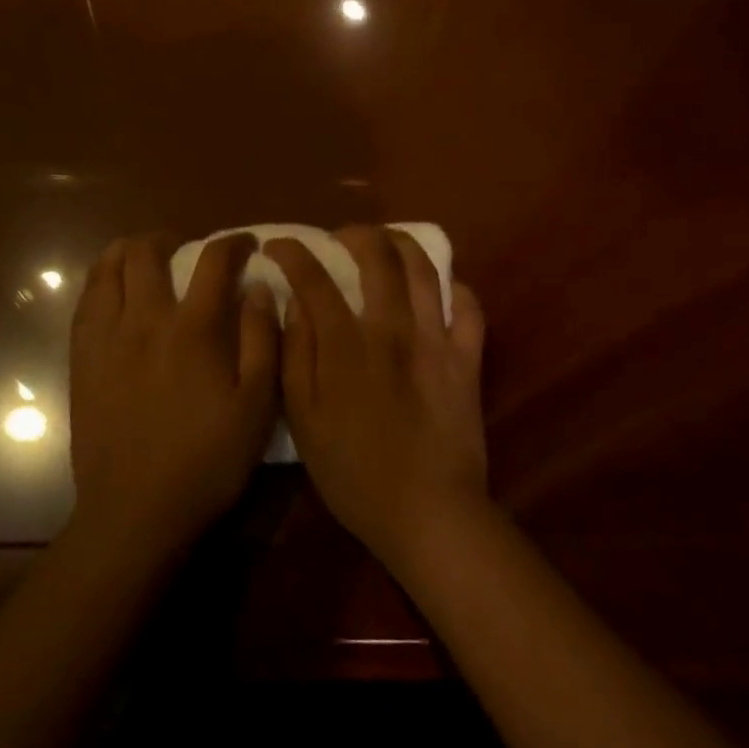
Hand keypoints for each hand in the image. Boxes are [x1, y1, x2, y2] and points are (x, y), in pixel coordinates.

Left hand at [68, 234, 279, 556]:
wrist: (135, 511)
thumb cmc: (207, 461)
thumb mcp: (257, 406)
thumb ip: (261, 339)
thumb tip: (258, 287)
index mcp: (193, 329)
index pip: (213, 261)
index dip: (232, 243)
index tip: (245, 244)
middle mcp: (145, 320)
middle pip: (147, 252)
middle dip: (169, 238)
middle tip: (184, 249)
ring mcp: (106, 338)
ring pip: (107, 269)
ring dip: (128, 251)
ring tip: (143, 259)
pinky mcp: (81, 360)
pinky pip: (84, 302)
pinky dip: (100, 281)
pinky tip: (112, 290)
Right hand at [263, 227, 487, 569]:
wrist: (427, 513)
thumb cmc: (353, 472)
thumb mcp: (303, 419)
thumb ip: (295, 354)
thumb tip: (292, 303)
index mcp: (345, 344)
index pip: (313, 277)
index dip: (292, 253)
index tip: (279, 248)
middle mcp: (391, 328)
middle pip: (377, 256)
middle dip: (354, 234)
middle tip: (340, 238)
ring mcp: (435, 340)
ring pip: (424, 269)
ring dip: (402, 243)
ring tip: (387, 242)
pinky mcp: (467, 358)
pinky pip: (469, 308)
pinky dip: (456, 287)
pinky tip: (442, 285)